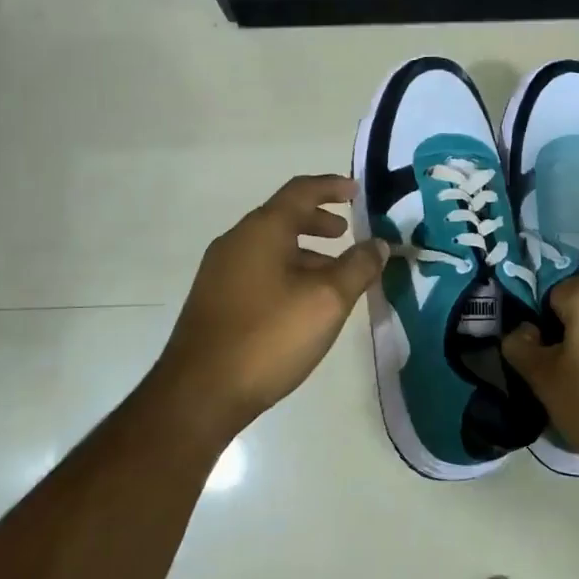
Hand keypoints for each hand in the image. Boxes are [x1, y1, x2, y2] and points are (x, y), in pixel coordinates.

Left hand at [154, 174, 387, 434]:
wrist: (200, 392)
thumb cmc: (269, 337)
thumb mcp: (327, 301)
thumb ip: (358, 267)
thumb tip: (379, 244)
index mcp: (262, 231)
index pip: (300, 191)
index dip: (332, 187)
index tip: (357, 191)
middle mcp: (236, 242)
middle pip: (283, 217)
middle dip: (318, 221)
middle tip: (347, 234)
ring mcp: (220, 272)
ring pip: (271, 247)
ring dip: (305, 252)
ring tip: (333, 275)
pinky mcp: (215, 300)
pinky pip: (258, 270)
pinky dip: (287, 271)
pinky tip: (302, 303)